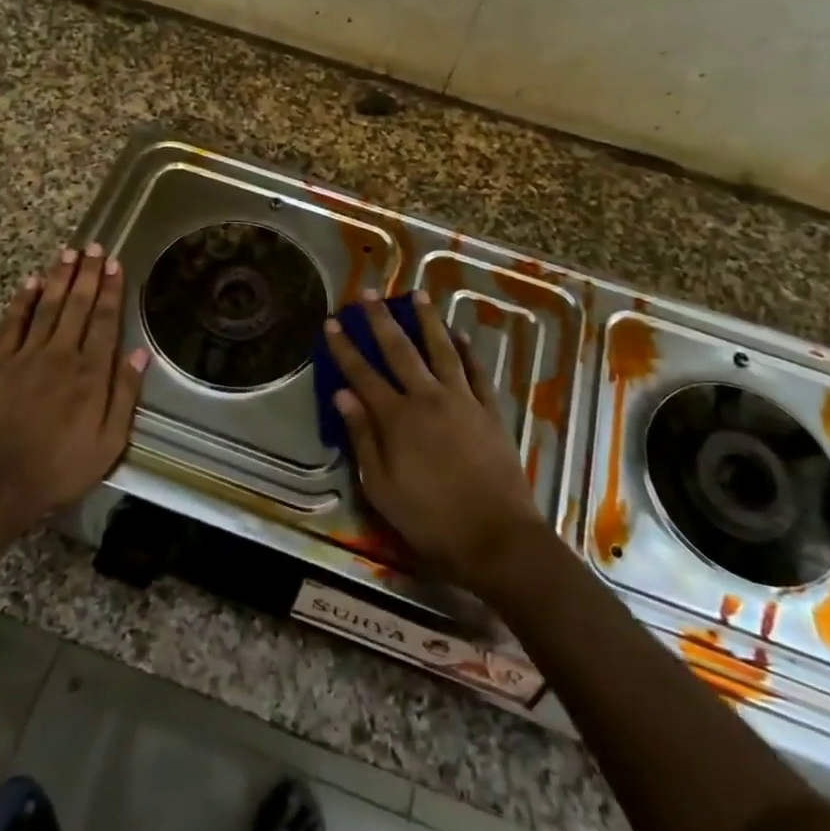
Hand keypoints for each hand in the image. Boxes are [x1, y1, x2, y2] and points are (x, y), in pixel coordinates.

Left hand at [0, 244, 149, 533]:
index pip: (105, 321)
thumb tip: (139, 354)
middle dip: (88, 274)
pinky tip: (31, 282)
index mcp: (91, 374)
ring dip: (59, 278)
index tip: (115, 265)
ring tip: (69, 253)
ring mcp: (26, 356)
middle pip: (78, 306)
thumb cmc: (60, 467)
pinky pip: (12, 323)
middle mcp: (61, 355)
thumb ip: (124, 395)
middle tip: (95, 246)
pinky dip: (22, 300)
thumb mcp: (108, 442)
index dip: (111, 291)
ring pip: (47, 307)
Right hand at [323, 291, 543, 588]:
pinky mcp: (490, 411)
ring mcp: (462, 401)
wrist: (497, 536)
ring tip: (417, 294)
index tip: (332, 322)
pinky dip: (466, 350)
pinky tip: (458, 335)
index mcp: (397, 419)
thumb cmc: (430, 518)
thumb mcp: (381, 487)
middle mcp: (428, 399)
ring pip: (441, 350)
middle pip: (400, 351)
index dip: (345, 347)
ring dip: (428, 320)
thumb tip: (342, 395)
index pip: (363, 374)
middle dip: (381, 320)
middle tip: (368, 294)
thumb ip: (362, 438)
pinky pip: (476, 371)